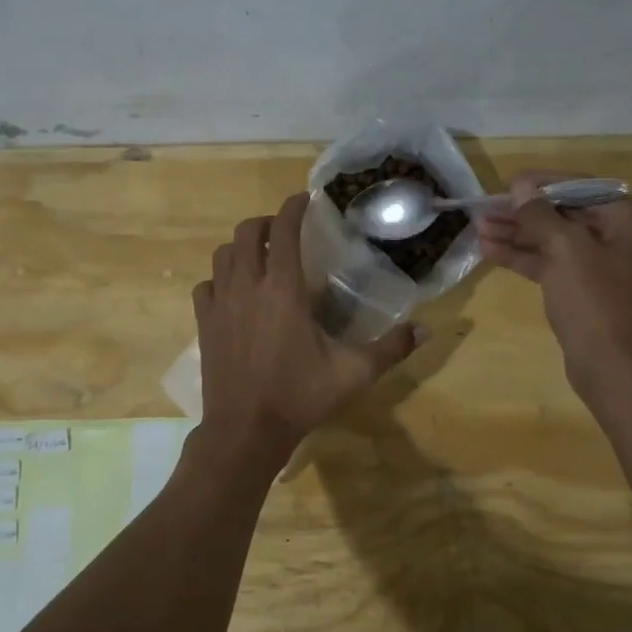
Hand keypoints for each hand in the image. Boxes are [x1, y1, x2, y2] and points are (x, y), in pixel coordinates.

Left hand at [193, 193, 422, 468]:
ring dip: (240, 247)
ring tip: (258, 257)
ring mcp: (220, 305)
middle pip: (246, 233)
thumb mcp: (354, 373)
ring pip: (222, 255)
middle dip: (265, 223)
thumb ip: (391, 348)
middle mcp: (247, 287)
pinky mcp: (203, 324)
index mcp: (283, 290)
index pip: (282, 231)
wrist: (246, 431)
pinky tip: (232, 292)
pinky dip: (219, 279)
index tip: (304, 200)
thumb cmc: (300, 397)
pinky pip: (205, 286)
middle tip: (283, 230)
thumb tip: (427, 329)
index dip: (292, 208)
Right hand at [478, 171, 631, 393]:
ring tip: (479, 229)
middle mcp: (623, 237)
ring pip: (555, 240)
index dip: (542, 184)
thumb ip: (540, 214)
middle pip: (566, 214)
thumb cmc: (595, 301)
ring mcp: (604, 265)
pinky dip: (525, 258)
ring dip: (518, 235)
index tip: (508, 183)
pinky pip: (554, 264)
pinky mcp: (586, 290)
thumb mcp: (565, 250)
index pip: (583, 187)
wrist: (612, 367)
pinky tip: (491, 252)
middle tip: (485, 209)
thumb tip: (520, 185)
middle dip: (523, 213)